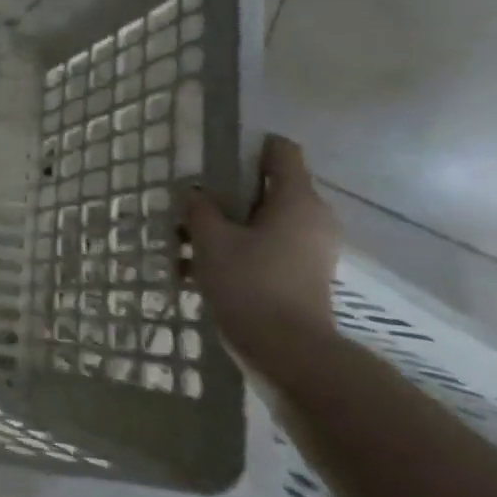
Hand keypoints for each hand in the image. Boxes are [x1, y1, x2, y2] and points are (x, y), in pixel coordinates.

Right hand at [185, 136, 339, 371]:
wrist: (286, 351)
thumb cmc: (250, 283)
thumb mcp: (211, 239)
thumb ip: (198, 208)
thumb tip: (191, 192)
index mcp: (297, 200)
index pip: (282, 151)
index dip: (248, 145)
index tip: (213, 155)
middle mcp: (313, 218)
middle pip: (266, 188)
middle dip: (225, 194)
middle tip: (189, 204)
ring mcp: (310, 249)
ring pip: (261, 221)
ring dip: (225, 226)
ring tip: (184, 242)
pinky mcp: (302, 274)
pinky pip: (264, 247)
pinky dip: (235, 250)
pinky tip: (195, 270)